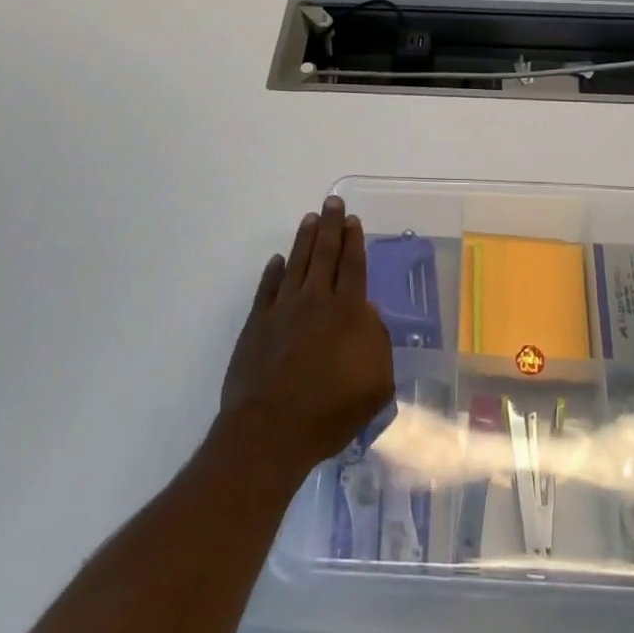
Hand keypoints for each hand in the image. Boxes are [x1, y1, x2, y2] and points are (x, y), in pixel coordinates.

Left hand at [219, 196, 394, 482]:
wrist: (271, 430)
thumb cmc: (330, 411)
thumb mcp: (376, 384)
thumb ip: (377, 343)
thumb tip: (367, 315)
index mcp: (347, 312)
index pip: (353, 266)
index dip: (354, 241)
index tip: (353, 219)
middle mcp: (315, 300)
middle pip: (325, 254)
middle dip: (331, 226)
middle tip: (332, 202)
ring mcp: (282, 310)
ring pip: (297, 263)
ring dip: (305, 239)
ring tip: (310, 219)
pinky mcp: (257, 324)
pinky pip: (267, 288)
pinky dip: (273, 271)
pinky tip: (278, 261)